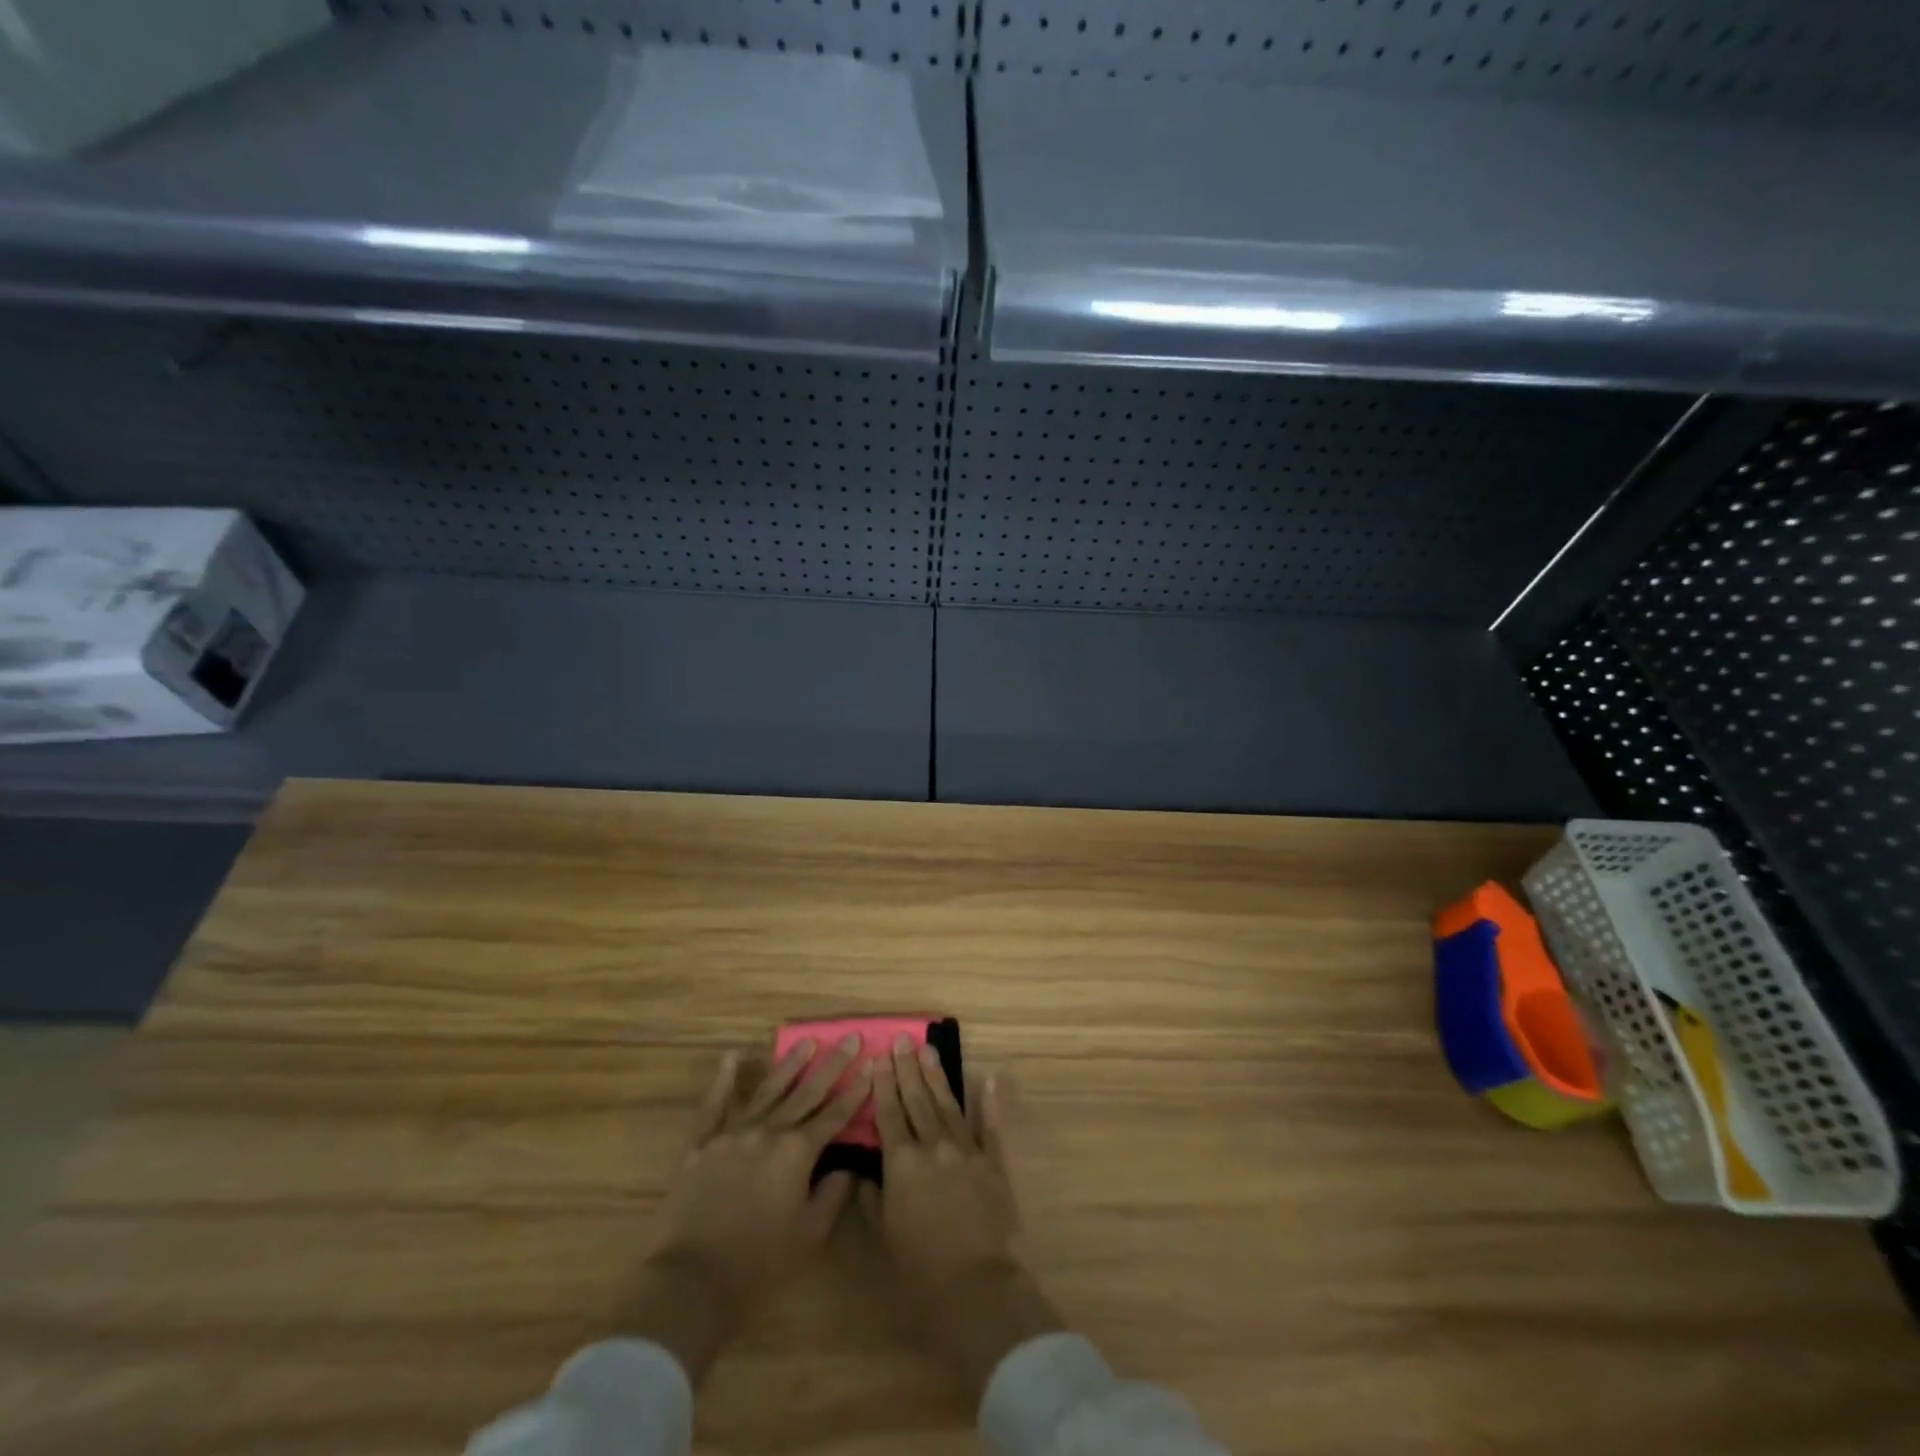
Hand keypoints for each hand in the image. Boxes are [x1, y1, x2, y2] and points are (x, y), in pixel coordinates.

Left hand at [629, 1038, 869, 1381]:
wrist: (691, 1281)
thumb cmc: (758, 1264)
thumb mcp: (809, 1235)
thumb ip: (832, 1195)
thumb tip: (846, 1167)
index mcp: (797, 1152)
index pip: (834, 1114)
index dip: (856, 1090)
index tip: (871, 1064)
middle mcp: (769, 1131)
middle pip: (806, 1092)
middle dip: (832, 1065)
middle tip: (850, 1037)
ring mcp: (733, 1133)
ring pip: (768, 1090)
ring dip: (790, 1064)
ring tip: (807, 1041)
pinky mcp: (701, 1144)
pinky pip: (714, 1106)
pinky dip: (723, 1080)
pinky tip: (733, 1057)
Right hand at [863, 1038, 1063, 1400]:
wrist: (978, 1289)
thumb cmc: (922, 1273)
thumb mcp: (886, 1239)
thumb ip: (874, 1200)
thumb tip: (864, 1172)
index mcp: (902, 1165)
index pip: (889, 1115)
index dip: (883, 1085)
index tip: (878, 1057)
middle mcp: (933, 1148)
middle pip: (917, 1101)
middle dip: (907, 1069)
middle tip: (902, 1040)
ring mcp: (966, 1151)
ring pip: (949, 1105)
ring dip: (938, 1077)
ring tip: (929, 1050)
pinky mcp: (994, 1163)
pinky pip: (991, 1127)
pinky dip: (990, 1102)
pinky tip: (989, 1079)